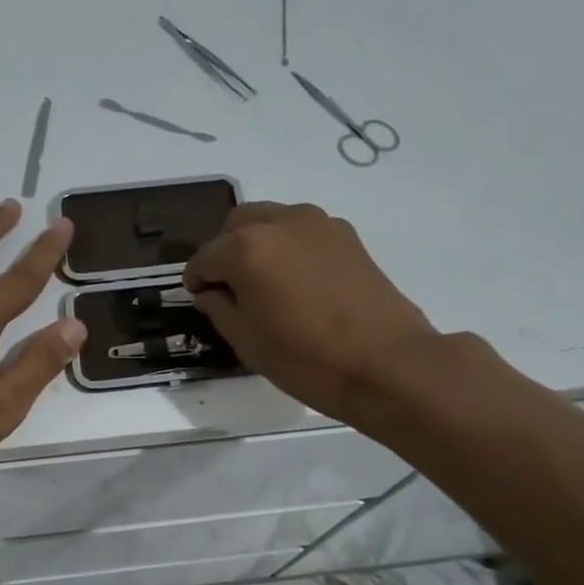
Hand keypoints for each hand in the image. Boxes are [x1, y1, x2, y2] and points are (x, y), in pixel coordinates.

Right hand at [183, 202, 440, 426]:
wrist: (387, 364)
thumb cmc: (306, 359)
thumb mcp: (246, 341)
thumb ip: (219, 308)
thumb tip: (211, 292)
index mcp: (247, 248)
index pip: (205, 257)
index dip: (196, 279)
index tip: (198, 298)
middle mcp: (280, 223)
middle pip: (237, 224)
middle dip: (224, 251)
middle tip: (228, 287)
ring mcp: (318, 224)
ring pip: (271, 220)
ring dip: (257, 243)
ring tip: (263, 282)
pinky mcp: (347, 236)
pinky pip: (302, 230)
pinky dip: (288, 246)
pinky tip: (296, 281)